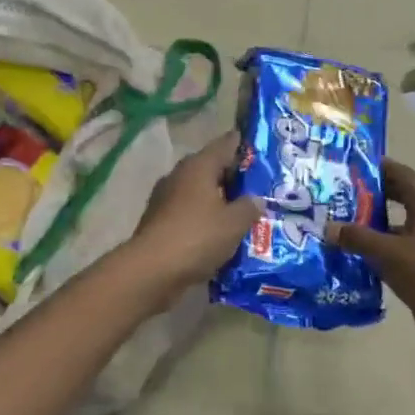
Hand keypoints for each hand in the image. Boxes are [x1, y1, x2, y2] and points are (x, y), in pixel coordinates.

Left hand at [123, 132, 264, 293]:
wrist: (152, 270)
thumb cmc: (197, 237)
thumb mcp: (234, 223)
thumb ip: (249, 207)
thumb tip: (255, 199)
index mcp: (199, 166)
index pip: (225, 144)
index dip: (243, 145)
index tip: (262, 149)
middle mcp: (180, 175)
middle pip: (211, 168)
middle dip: (234, 177)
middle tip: (260, 186)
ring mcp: (166, 198)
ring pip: (199, 192)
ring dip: (219, 200)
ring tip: (244, 212)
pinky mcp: (159, 221)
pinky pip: (189, 213)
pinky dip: (205, 218)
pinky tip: (221, 233)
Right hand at [329, 159, 414, 354]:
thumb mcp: (388, 253)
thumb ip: (356, 238)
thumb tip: (328, 227)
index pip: (400, 173)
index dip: (376, 167)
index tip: (348, 165)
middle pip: (398, 198)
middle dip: (370, 196)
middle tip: (337, 196)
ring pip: (397, 227)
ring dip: (373, 227)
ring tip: (339, 227)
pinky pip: (400, 251)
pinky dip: (381, 251)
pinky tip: (356, 258)